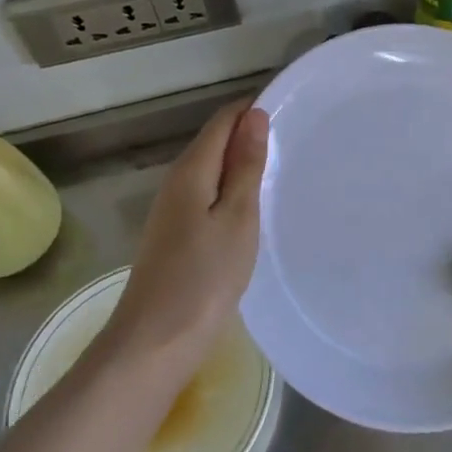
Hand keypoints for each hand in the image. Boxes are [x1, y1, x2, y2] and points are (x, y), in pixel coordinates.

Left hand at [105, 99, 268, 361]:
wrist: (155, 342)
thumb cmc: (204, 277)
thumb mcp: (237, 217)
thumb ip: (246, 166)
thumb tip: (254, 115)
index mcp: (192, 171)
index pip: (223, 121)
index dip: (252, 109)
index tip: (292, 110)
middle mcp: (177, 182)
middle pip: (215, 142)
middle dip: (250, 135)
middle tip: (296, 139)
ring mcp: (172, 210)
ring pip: (212, 170)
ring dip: (242, 164)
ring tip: (282, 167)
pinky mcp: (175, 235)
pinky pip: (208, 195)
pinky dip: (232, 190)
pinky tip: (253, 207)